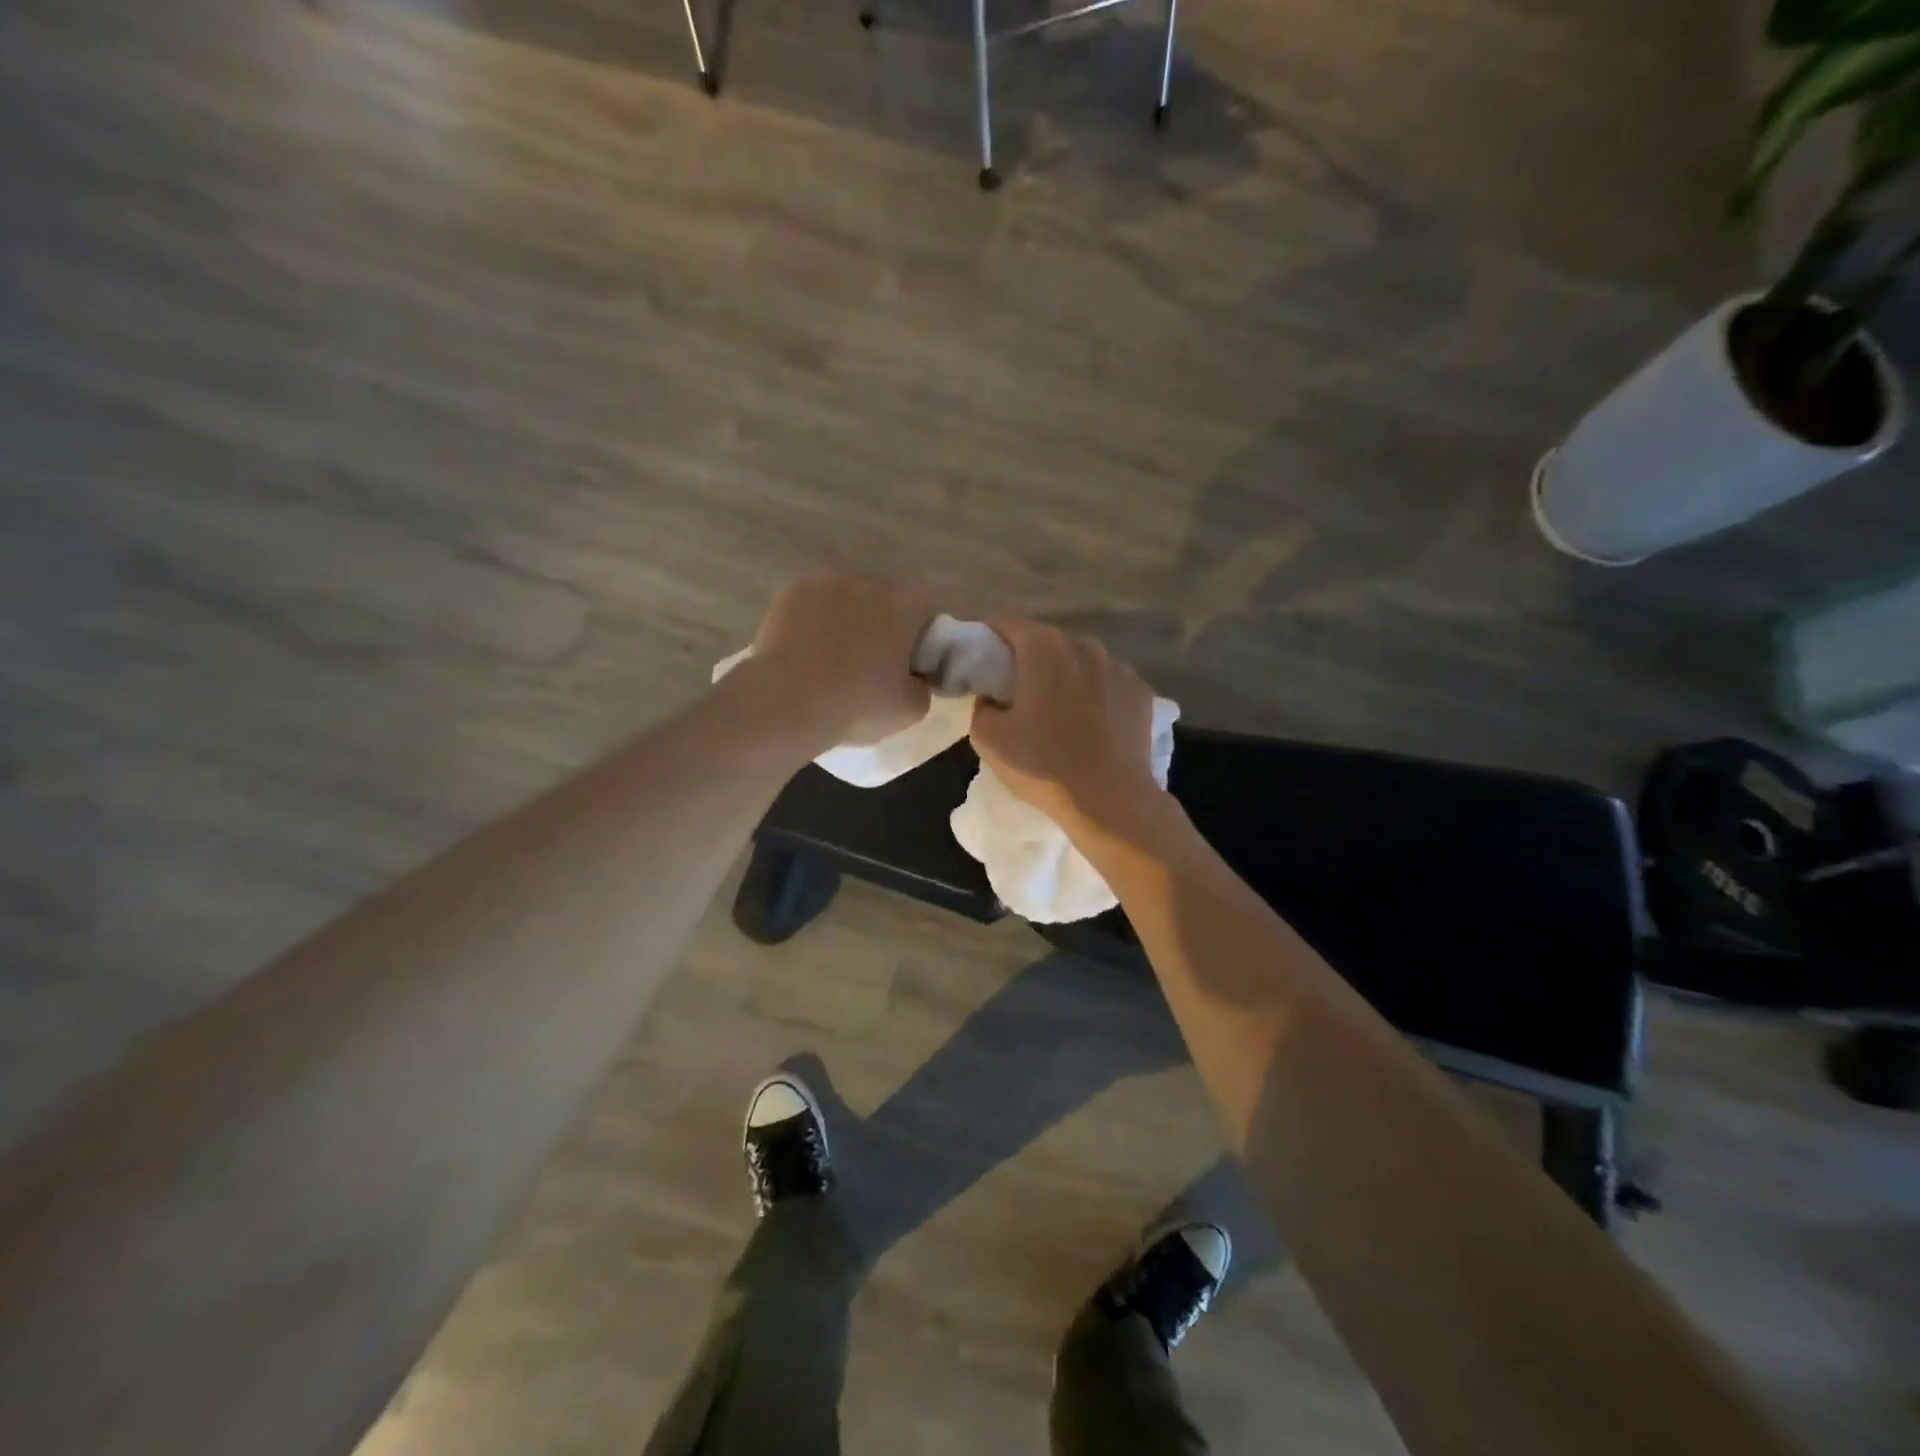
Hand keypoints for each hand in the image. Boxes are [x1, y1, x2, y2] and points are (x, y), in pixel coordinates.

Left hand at [746, 577, 934, 748]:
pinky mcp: (792, 592)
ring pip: (847, 602)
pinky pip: (813, 605)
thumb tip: (914, 679)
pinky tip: (805, 652)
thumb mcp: (911, 709)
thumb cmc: (858, 704)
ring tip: (832, 660)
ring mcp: (827, 584)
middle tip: (871, 666)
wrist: (788, 702)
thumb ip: (922, 687)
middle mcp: (869, 585)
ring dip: (847, 622)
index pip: (929, 612)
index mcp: (905, 607)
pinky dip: (813, 622)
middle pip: (885, 604)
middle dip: (883, 628)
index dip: (925, 638)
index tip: (912, 665)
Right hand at [968, 620, 1160, 829]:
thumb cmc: (1042, 764)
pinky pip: (1107, 683)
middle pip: (1045, 640)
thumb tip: (992, 699)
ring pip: (1080, 660)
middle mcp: (1083, 645)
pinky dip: (1094, 693)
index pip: (1005, 624)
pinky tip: (1089, 721)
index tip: (978, 657)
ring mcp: (1118, 666)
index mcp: (1043, 647)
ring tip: (1054, 705)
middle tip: (1012, 686)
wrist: (1110, 800)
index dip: (987, 637)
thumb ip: (981, 706)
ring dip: (1063, 674)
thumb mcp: (988, 738)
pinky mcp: (1142, 692)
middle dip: (1026, 656)